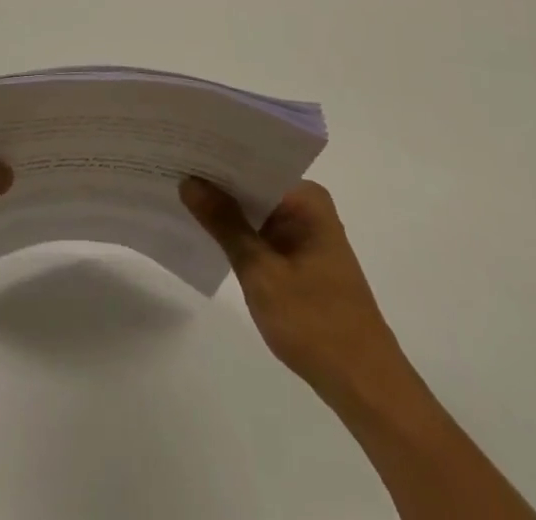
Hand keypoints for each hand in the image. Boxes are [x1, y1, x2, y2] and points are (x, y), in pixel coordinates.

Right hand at [181, 176, 401, 401]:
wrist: (365, 387)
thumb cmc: (315, 323)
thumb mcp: (260, 271)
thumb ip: (224, 224)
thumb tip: (190, 182)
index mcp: (305, 198)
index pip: (252, 163)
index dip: (215, 157)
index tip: (179, 149)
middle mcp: (308, 207)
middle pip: (252, 184)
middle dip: (215, 183)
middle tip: (170, 169)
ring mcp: (306, 233)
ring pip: (255, 209)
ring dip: (225, 210)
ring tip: (178, 194)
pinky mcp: (301, 258)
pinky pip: (262, 232)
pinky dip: (238, 233)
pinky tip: (206, 231)